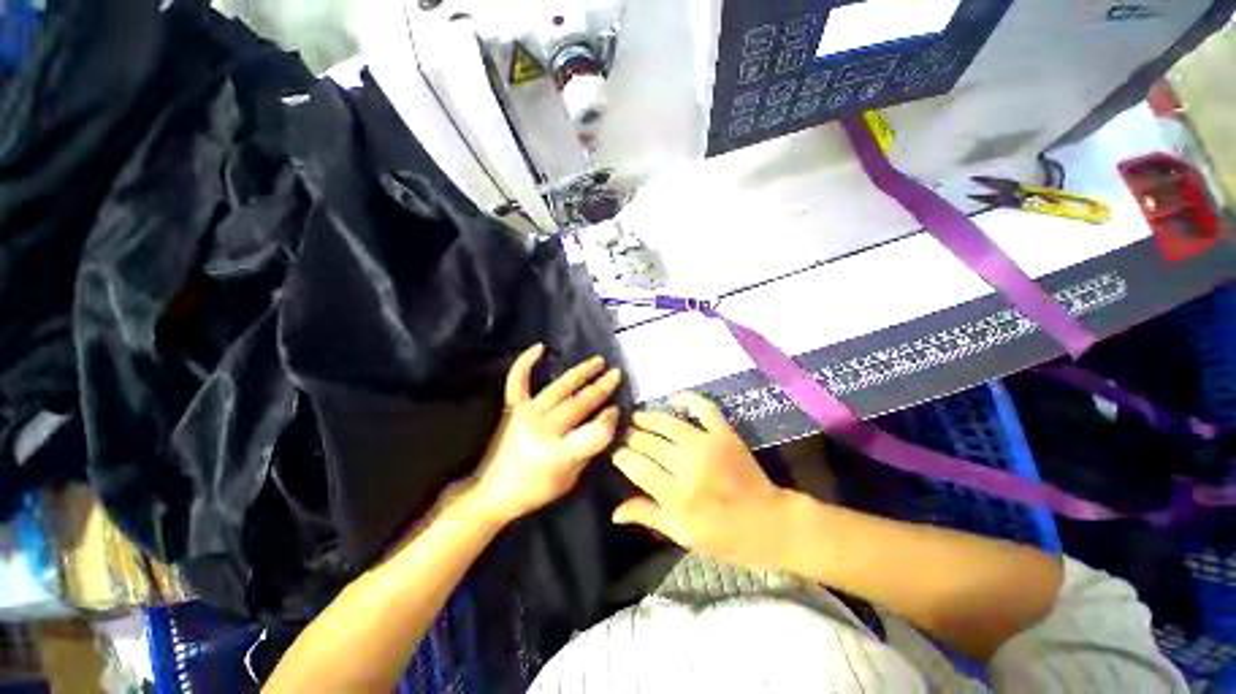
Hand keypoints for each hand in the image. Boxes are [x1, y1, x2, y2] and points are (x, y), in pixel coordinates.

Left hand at [469, 344, 621, 524]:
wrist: (492, 492)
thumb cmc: (535, 490)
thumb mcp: (570, 479)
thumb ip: (589, 448)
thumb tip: (607, 420)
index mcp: (559, 452)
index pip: (595, 430)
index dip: (610, 419)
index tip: (617, 409)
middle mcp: (543, 428)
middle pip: (580, 403)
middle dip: (602, 387)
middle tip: (616, 374)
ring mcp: (526, 414)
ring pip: (559, 387)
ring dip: (581, 372)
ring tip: (598, 361)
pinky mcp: (512, 407)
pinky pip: (518, 380)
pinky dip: (526, 362)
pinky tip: (539, 347)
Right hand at [610, 392, 788, 568]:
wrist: (770, 523)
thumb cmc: (724, 537)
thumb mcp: (683, 535)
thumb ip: (648, 516)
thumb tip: (614, 512)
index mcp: (677, 497)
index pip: (636, 466)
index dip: (620, 456)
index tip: (615, 453)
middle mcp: (689, 466)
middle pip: (648, 442)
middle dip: (631, 436)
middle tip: (622, 434)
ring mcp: (708, 445)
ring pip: (667, 423)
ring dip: (648, 418)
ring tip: (636, 417)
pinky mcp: (725, 434)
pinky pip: (703, 408)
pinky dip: (688, 399)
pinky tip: (673, 398)